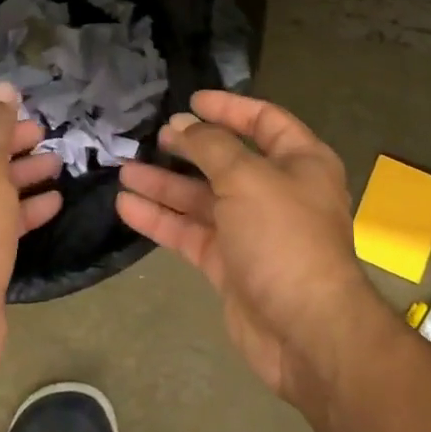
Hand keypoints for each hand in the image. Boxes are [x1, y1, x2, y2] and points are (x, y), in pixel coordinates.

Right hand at [116, 90, 392, 409]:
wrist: (305, 331)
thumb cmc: (284, 237)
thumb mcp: (248, 178)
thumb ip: (211, 147)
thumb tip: (184, 125)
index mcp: (300, 163)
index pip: (264, 121)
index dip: (229, 108)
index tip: (192, 100)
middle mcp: (278, 191)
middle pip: (227, 160)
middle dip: (189, 148)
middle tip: (153, 136)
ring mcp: (252, 230)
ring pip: (203, 198)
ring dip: (165, 184)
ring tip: (124, 169)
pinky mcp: (229, 264)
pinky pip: (191, 232)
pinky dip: (161, 219)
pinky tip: (127, 206)